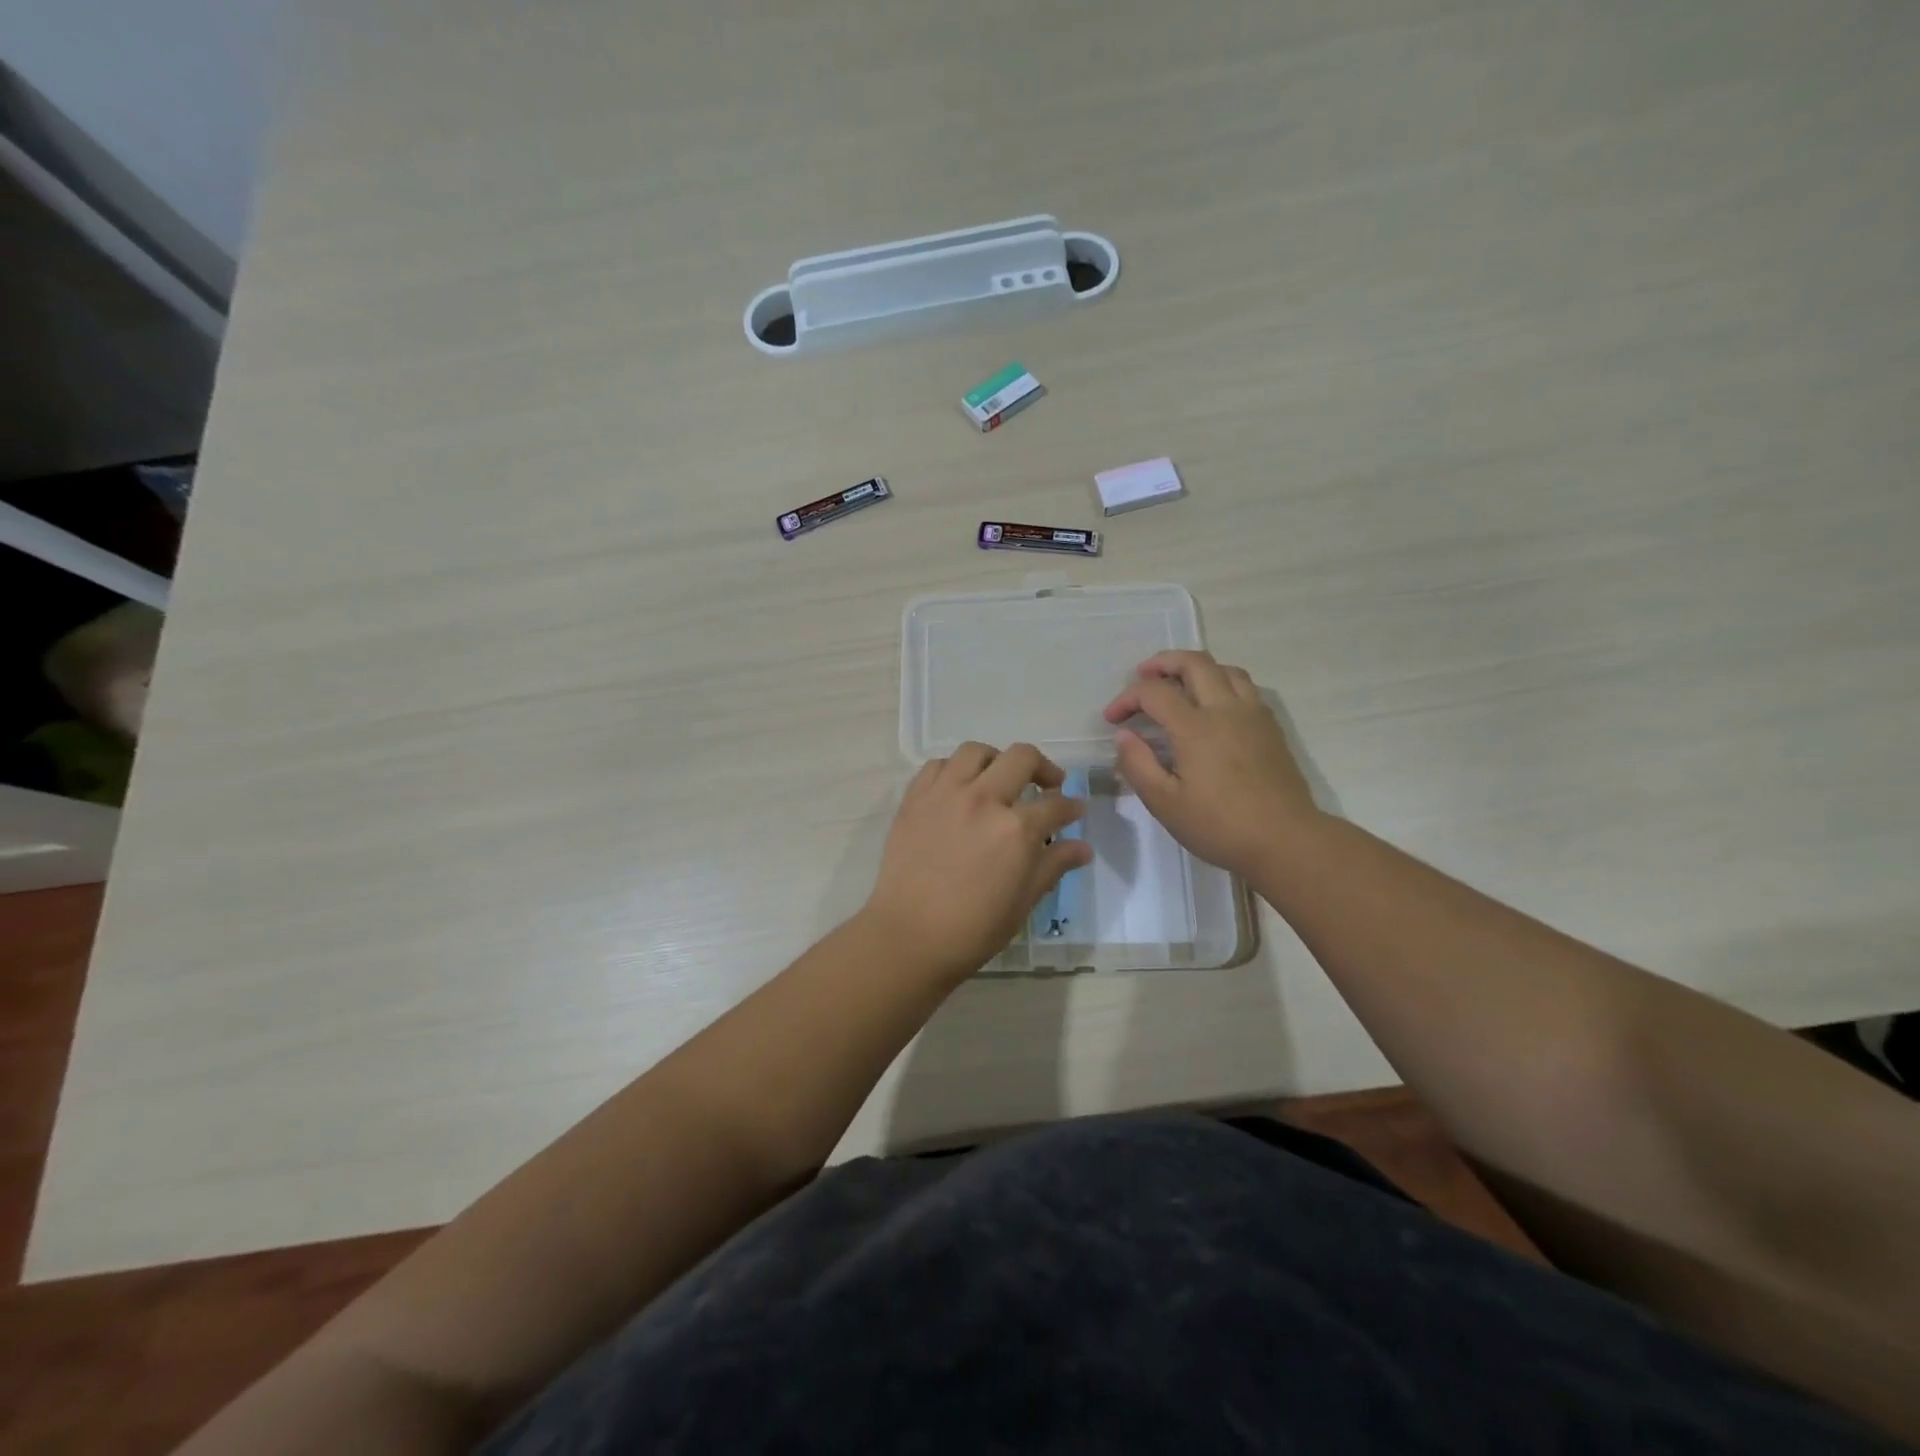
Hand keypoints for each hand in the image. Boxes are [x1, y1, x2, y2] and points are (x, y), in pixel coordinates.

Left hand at [863, 742, 1092, 984]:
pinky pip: (937, 766)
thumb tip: (1083, 847)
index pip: (1055, 804)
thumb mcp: (1024, 901)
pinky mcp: (915, 798)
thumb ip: (1054, 865)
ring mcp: (945, 794)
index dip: (1072, 807)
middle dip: (1043, 768)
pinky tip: (960, 788)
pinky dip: (954, 770)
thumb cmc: (974, 928)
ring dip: (996, 760)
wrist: (910, 936)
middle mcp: (983, 799)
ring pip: (976, 751)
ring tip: (999, 778)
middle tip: (1047, 785)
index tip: (1075, 811)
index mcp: (1016, 828)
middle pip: (1021, 758)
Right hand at [1103, 651, 1320, 879]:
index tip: (1112, 720)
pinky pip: (1245, 686)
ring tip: (1178, 683)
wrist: (1285, 840)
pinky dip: (1221, 682)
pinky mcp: (1270, 727)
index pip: (1154, 692)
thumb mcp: (1165, 803)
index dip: (1126, 698)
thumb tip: (1124, 736)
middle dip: (1162, 662)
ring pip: (1224, 669)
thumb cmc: (1220, 826)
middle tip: (1142, 675)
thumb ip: (1138, 765)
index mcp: (1195, 727)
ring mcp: (1253, 715)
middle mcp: (1225, 709)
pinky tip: (1213, 705)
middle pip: (1194, 662)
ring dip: (1195, 668)